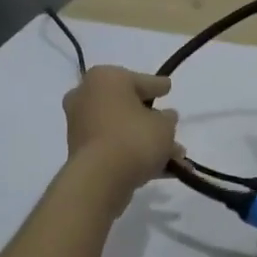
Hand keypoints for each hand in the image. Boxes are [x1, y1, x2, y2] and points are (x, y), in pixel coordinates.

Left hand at [63, 66, 179, 205]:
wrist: (100, 178)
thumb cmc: (134, 138)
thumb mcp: (164, 125)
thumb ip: (168, 118)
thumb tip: (164, 117)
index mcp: (105, 78)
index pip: (140, 80)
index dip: (158, 86)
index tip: (168, 87)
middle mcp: (86, 96)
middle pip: (128, 106)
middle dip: (153, 121)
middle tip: (172, 128)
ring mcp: (80, 125)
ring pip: (122, 130)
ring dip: (147, 142)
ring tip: (176, 157)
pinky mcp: (80, 151)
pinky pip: (114, 147)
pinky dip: (134, 155)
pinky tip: (160, 169)